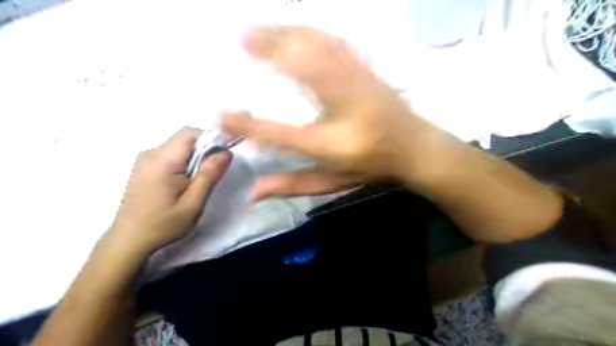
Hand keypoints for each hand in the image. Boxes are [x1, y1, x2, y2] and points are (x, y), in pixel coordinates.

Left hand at [108, 128, 233, 254]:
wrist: (128, 241)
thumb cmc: (163, 224)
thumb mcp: (193, 202)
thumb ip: (209, 175)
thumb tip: (227, 152)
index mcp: (163, 160)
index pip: (190, 133)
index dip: (210, 138)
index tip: (223, 155)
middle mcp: (151, 153)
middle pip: (184, 138)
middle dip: (204, 149)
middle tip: (212, 172)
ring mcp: (145, 159)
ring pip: (178, 146)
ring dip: (194, 157)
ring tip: (198, 180)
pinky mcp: (144, 166)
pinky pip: (170, 154)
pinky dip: (184, 161)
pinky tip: (184, 182)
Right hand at [221, 25, 451, 202]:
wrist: (414, 147)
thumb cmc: (371, 167)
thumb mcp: (332, 182)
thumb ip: (293, 185)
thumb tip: (252, 193)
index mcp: (330, 143)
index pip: (280, 134)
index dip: (246, 125)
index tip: (218, 113)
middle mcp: (341, 109)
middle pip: (300, 72)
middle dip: (266, 49)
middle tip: (238, 38)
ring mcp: (357, 83)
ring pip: (318, 47)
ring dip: (285, 33)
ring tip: (259, 27)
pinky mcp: (367, 69)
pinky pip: (336, 43)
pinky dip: (312, 32)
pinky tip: (298, 28)